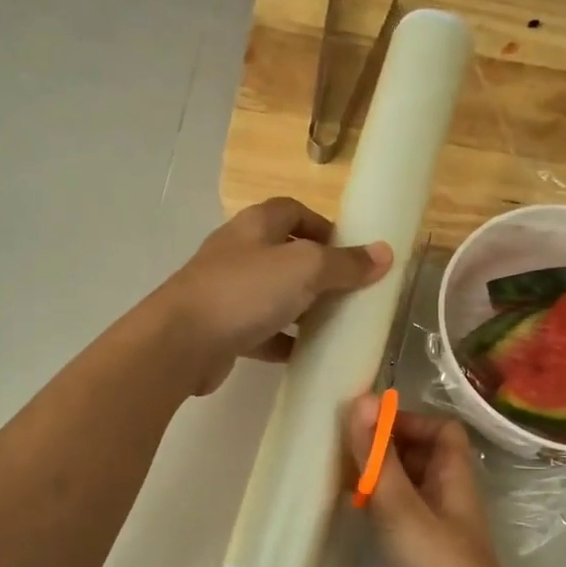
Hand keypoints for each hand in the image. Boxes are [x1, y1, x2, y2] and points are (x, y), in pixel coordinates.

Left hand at [159, 198, 391, 395]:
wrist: (181, 342)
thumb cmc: (245, 292)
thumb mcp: (304, 269)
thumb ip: (345, 264)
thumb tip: (384, 253)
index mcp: (255, 226)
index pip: (292, 211)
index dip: (322, 225)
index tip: (350, 250)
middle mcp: (238, 253)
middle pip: (283, 254)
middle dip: (316, 271)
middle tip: (347, 293)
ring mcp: (225, 293)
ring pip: (272, 295)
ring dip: (300, 308)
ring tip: (332, 325)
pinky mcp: (221, 330)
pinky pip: (260, 331)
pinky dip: (282, 340)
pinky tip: (303, 355)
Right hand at [342, 396, 528, 566]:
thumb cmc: (437, 565)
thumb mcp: (401, 507)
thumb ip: (379, 457)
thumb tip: (361, 400)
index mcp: (455, 477)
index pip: (442, 429)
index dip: (409, 421)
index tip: (369, 426)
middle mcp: (449, 496)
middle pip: (423, 455)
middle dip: (387, 446)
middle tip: (345, 447)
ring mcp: (437, 526)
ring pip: (408, 485)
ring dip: (380, 476)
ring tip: (341, 474)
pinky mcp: (422, 553)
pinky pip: (400, 514)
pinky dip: (379, 505)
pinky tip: (354, 511)